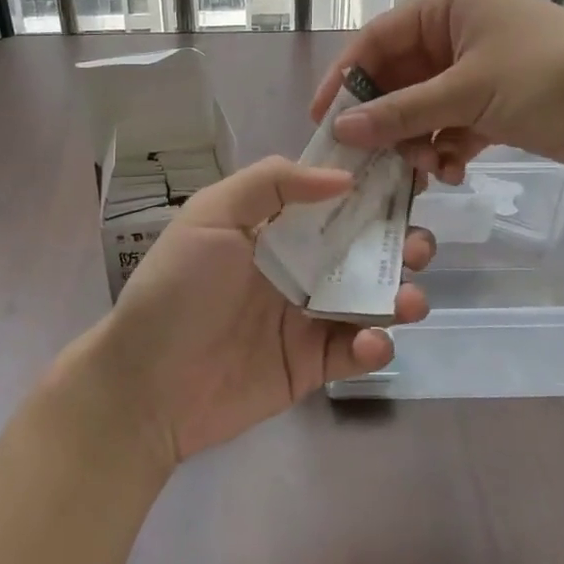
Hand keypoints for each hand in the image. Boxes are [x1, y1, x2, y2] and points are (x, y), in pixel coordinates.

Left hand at [75, 155, 435, 466]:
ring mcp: (307, 316)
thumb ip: (271, 183)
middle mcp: (297, 265)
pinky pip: (356, 350)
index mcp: (274, 226)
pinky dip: (374, 345)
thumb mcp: (211, 216)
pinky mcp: (312, 364)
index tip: (408, 177)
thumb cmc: (176, 290)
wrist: (147, 385)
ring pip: (369, 298)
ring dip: (399, 293)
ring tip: (407, 300)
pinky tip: (369, 343)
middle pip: (362, 246)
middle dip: (398, 242)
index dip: (370, 186)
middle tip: (416, 246)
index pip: (331, 197)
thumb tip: (342, 177)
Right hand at [310, 0, 563, 180]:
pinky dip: (447, 148)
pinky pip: (452, 124)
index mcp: (448, 5)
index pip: (377, 39)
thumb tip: (339, 129)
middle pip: (399, 78)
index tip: (321, 121)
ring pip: (424, 107)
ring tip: (426, 170)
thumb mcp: (468, 91)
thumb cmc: (550, 77)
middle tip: (371, 162)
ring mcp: (479, 68)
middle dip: (387, 121)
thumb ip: (401, 112)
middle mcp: (458, 31)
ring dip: (418, 140)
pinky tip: (453, 171)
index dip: (345, 78)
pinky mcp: (497, 101)